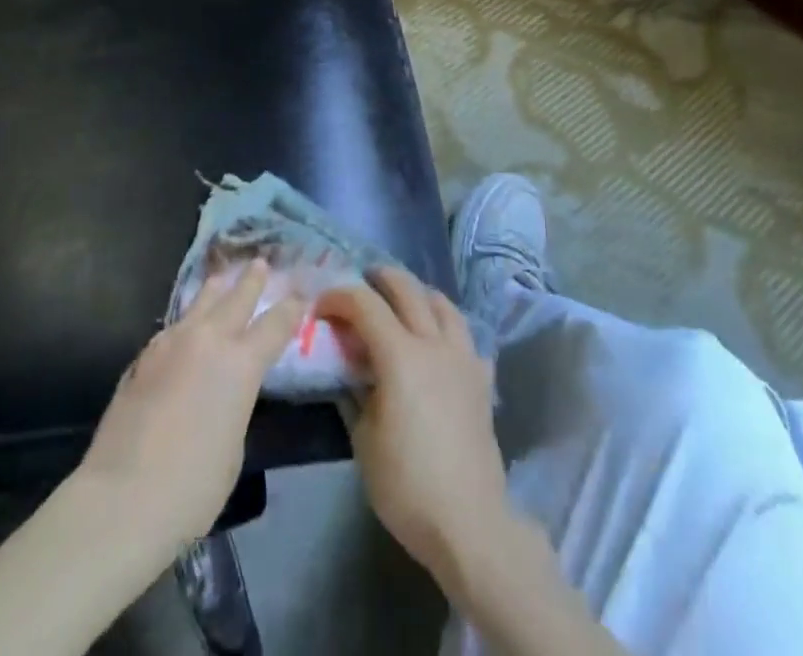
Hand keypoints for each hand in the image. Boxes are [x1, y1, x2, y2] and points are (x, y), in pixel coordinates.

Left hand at [79, 259, 303, 550]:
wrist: (121, 497)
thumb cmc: (192, 486)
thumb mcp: (234, 446)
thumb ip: (235, 403)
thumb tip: (224, 391)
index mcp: (241, 363)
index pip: (275, 325)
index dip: (291, 309)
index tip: (301, 295)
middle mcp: (208, 340)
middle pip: (236, 297)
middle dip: (252, 280)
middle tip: (260, 264)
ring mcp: (171, 342)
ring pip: (200, 301)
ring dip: (216, 289)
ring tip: (222, 279)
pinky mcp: (143, 356)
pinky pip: (174, 326)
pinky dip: (188, 320)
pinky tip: (186, 327)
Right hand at [314, 267, 519, 596]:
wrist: (469, 523)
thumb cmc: (407, 485)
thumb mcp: (363, 440)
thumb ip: (354, 394)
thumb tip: (349, 372)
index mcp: (400, 355)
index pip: (364, 304)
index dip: (338, 297)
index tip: (320, 307)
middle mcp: (433, 344)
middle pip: (407, 289)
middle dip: (379, 279)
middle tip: (360, 285)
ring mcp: (463, 358)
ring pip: (443, 304)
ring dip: (417, 294)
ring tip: (401, 304)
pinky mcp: (482, 380)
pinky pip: (466, 337)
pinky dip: (447, 328)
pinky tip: (438, 345)